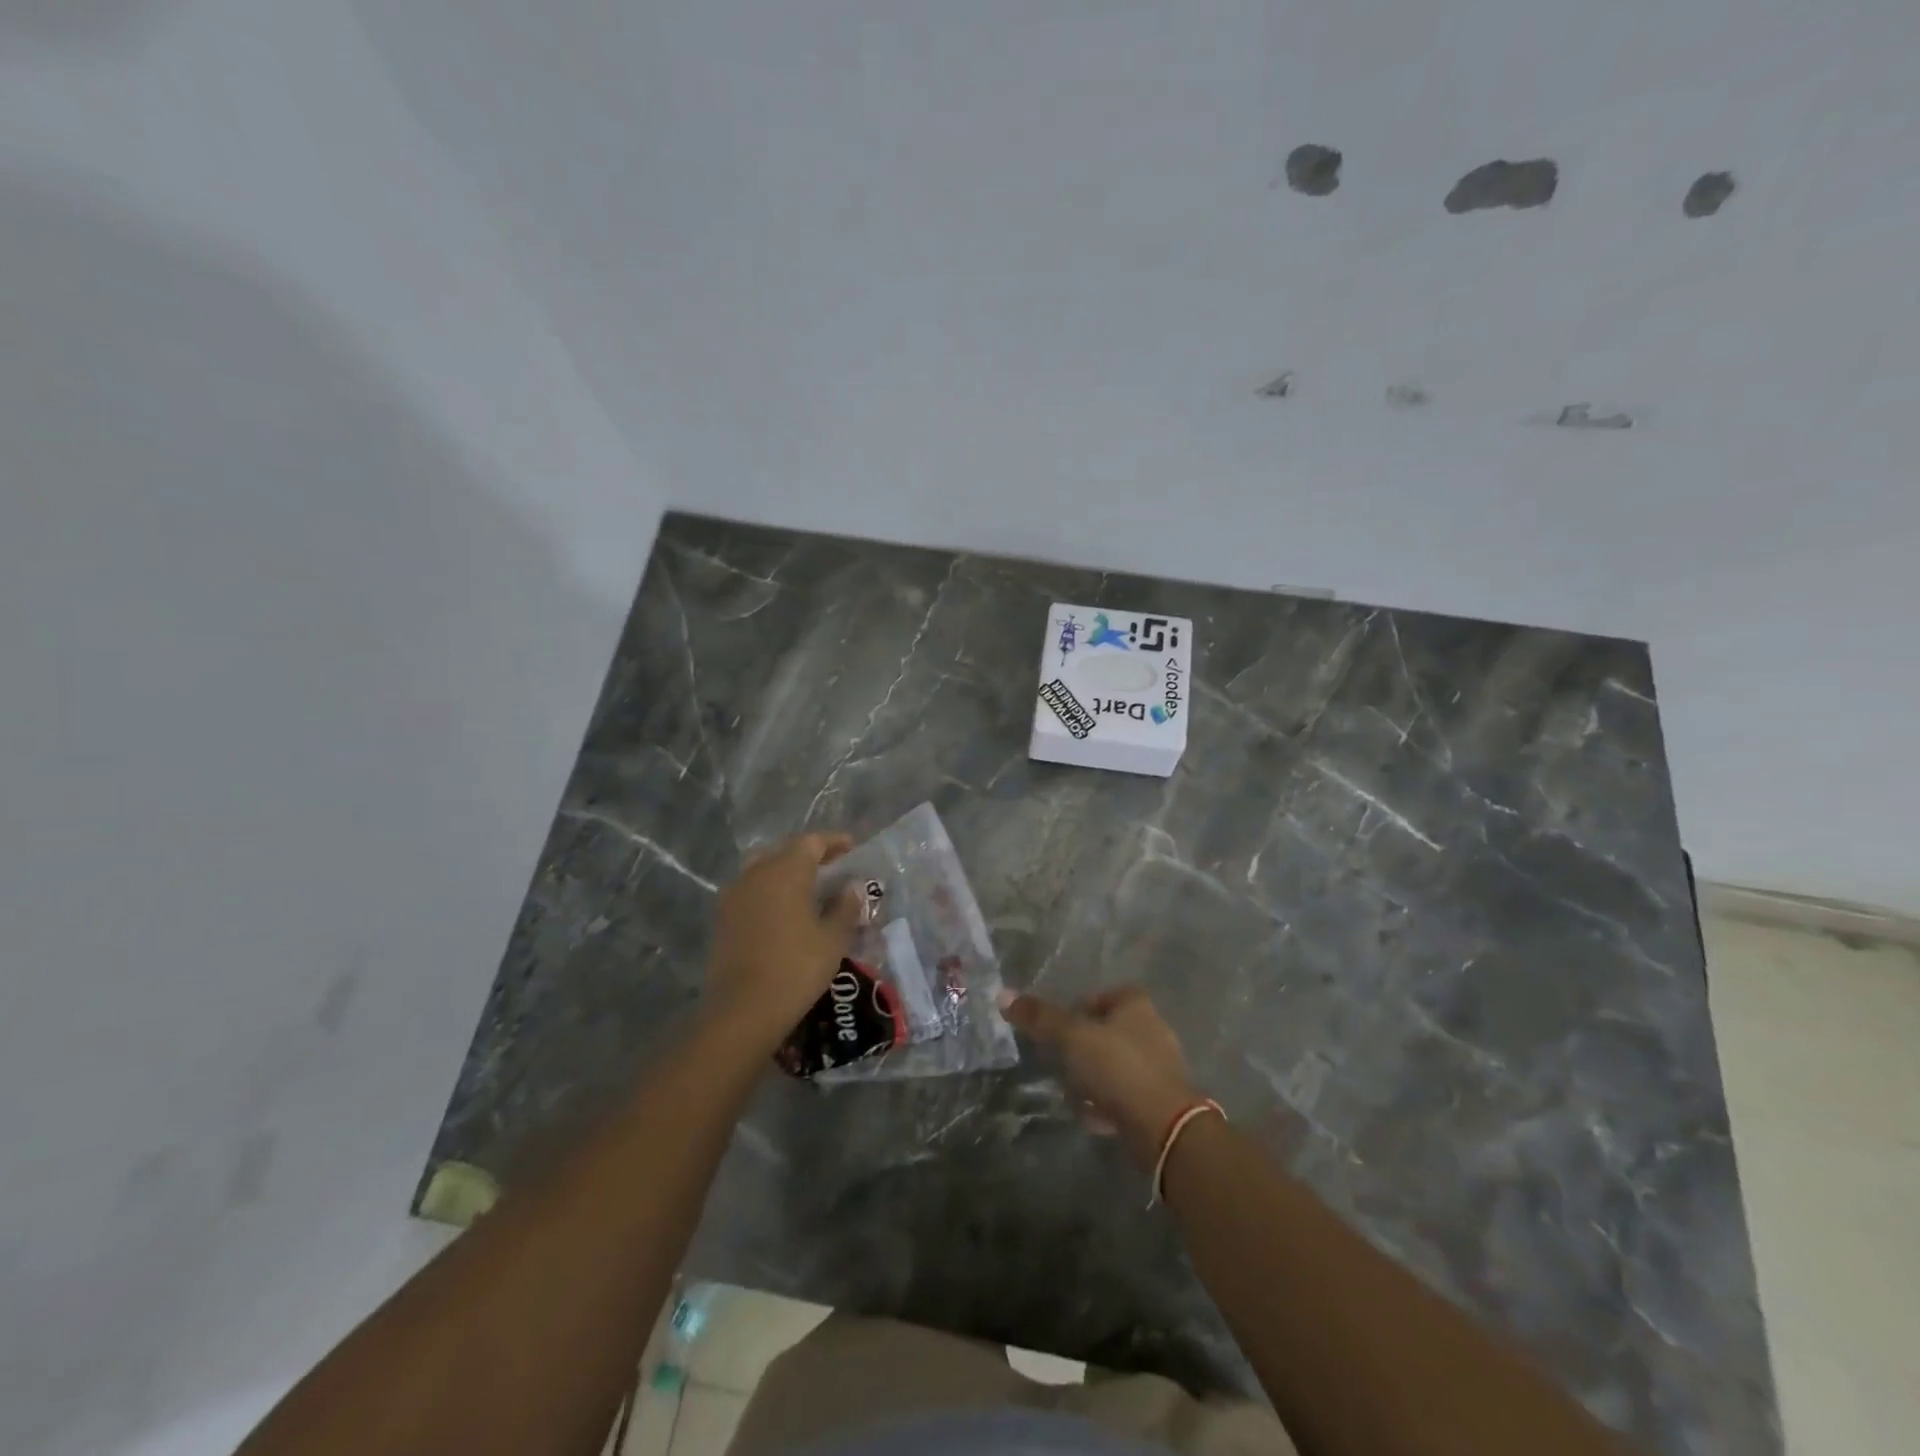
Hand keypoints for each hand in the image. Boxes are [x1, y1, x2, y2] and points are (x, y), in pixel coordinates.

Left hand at [704, 833, 866, 1052]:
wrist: (743, 1010)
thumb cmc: (797, 968)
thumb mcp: (833, 939)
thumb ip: (846, 907)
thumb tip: (853, 887)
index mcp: (786, 870)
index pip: (812, 842)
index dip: (833, 842)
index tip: (852, 849)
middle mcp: (757, 873)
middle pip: (785, 851)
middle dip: (809, 855)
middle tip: (832, 868)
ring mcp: (735, 894)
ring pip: (763, 868)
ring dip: (786, 872)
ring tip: (808, 889)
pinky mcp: (723, 917)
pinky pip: (751, 890)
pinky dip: (770, 891)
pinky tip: (784, 912)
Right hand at [1001, 986, 1205, 1168]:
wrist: (1164, 1127)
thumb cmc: (1117, 1068)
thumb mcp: (1072, 1037)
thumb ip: (1040, 1017)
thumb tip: (1003, 994)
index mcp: (1136, 1005)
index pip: (1103, 996)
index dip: (1079, 1010)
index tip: (1060, 1031)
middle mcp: (1153, 1029)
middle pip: (1107, 1032)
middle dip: (1082, 1050)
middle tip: (1062, 1064)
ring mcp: (1160, 1067)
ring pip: (1115, 1065)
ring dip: (1093, 1080)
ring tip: (1074, 1095)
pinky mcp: (1162, 1101)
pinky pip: (1126, 1095)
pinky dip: (1108, 1103)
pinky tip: (1094, 1118)